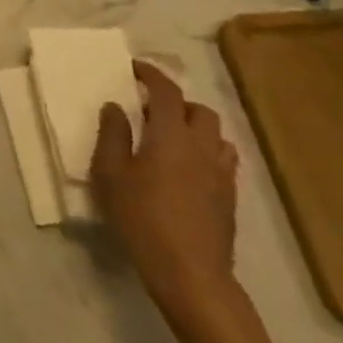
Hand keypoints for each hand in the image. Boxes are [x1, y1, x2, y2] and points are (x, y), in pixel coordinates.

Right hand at [92, 61, 239, 312]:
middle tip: (151, 111)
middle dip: (177, 103)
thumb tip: (116, 107)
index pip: (166, 91)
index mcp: (171, 134)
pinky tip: (189, 170)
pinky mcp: (230, 199)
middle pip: (199, 110)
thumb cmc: (143, 218)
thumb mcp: (111, 174)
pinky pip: (223, 161)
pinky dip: (206, 153)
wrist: (191, 274)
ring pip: (216, 135)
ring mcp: (221, 174)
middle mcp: (202, 146)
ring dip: (196, 128)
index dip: (151, 74)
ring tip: (173, 139)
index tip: (135, 68)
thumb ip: (112, 135)